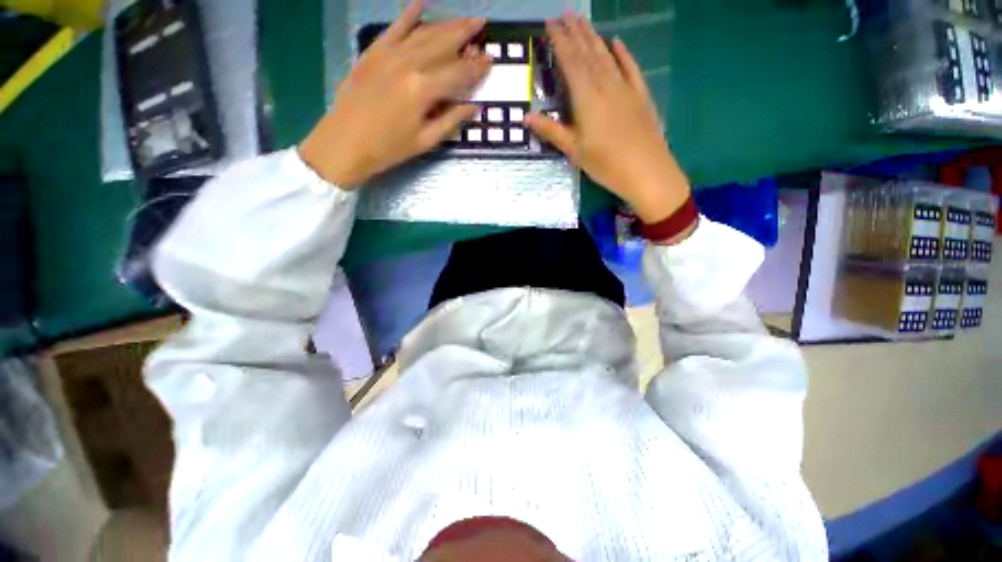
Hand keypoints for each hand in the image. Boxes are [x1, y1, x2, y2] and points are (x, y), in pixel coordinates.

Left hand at [300, 0, 491, 188]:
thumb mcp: (426, 140)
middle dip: (464, 33)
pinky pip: (394, 28)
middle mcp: (409, 64)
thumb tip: (475, 107)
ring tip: (462, 18)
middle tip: (481, 23)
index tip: (491, 59)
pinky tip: (420, 2)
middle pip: (443, 44)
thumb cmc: (389, 148)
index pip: (458, 73)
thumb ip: (451, 120)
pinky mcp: (373, 52)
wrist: (345, 143)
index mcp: (424, 89)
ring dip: (445, 24)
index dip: (476, 67)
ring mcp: (389, 54)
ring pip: (423, 33)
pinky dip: (408, 15)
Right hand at [526, 16, 690, 223]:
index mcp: (587, 98)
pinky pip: (630, 68)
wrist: (647, 171)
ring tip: (583, 21)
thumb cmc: (606, 164)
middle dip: (575, 32)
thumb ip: (551, 131)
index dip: (560, 41)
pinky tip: (617, 41)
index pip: (571, 62)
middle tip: (565, 13)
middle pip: (588, 53)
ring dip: (594, 37)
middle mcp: (606, 85)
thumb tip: (525, 117)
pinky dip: (623, 54)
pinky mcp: (640, 95)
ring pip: (607, 56)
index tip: (550, 24)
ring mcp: (625, 88)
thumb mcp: (574, 150)